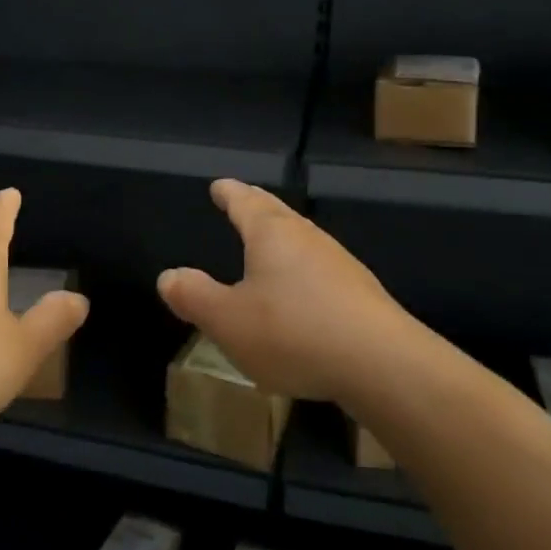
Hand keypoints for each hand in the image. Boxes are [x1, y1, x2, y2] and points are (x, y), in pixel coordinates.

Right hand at [156, 179, 415, 403]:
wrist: (382, 364)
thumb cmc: (293, 332)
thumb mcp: (228, 321)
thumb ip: (195, 297)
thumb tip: (168, 276)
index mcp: (271, 234)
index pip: (244, 202)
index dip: (229, 194)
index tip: (219, 185)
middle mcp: (307, 238)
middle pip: (277, 213)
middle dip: (257, 206)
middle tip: (244, 199)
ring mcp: (339, 263)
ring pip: (302, 240)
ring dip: (283, 238)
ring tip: (269, 244)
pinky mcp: (361, 294)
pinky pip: (321, 270)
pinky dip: (303, 270)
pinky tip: (303, 293)